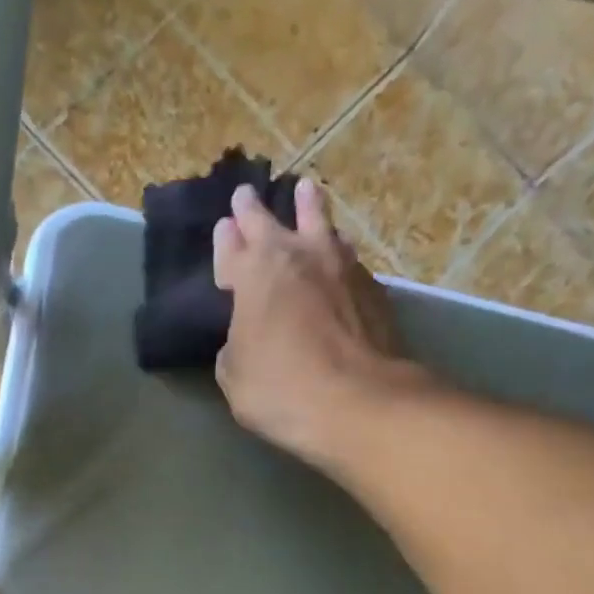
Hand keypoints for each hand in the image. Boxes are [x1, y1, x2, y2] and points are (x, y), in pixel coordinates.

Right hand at [212, 180, 420, 467]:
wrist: (356, 401)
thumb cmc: (280, 389)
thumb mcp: (234, 376)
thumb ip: (235, 345)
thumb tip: (247, 334)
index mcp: (253, 275)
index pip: (232, 248)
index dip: (225, 240)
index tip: (223, 227)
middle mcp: (295, 256)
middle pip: (269, 222)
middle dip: (254, 210)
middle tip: (246, 195)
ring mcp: (338, 265)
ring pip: (319, 223)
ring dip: (308, 208)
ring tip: (306, 192)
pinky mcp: (371, 285)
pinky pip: (346, 254)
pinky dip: (335, 248)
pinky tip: (338, 249)